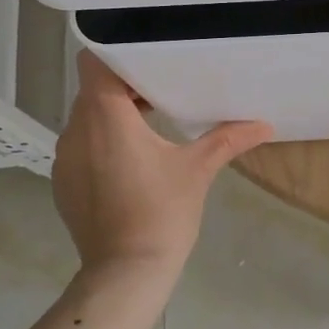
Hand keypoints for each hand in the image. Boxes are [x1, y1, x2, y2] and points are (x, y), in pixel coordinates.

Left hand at [52, 51, 272, 275]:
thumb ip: (228, 139)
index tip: (150, 64)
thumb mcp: (199, 170)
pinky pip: (81, 147)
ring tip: (151, 126)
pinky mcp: (63, 183)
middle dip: (126, 88)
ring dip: (114, 117)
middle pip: (93, 90)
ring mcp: (65, 159)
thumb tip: (264, 125)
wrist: (125, 272)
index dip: (119, 56)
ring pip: (87, 119)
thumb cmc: (162, 212)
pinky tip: (132, 163)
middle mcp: (76, 131)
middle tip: (163, 93)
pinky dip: (103, 144)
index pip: (95, 63)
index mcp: (106, 118)